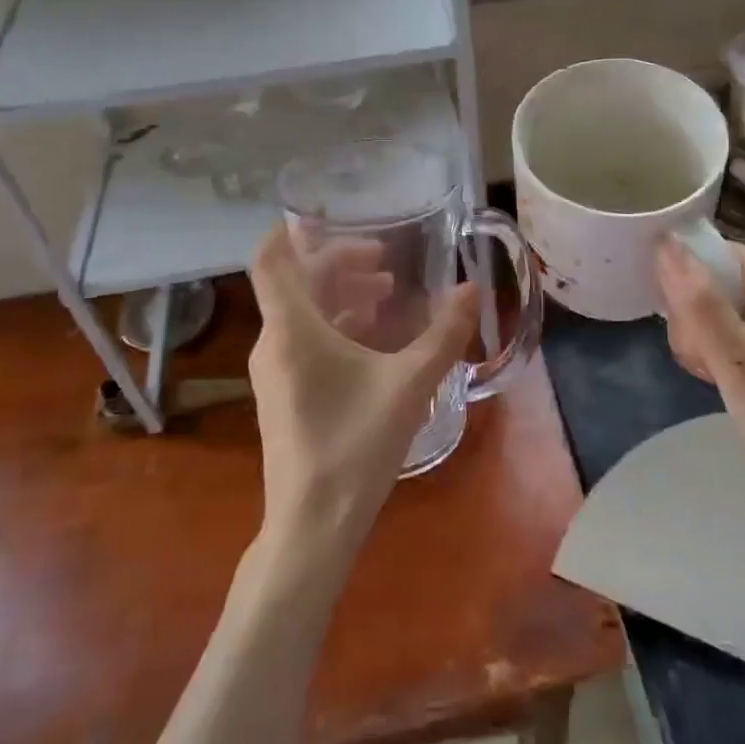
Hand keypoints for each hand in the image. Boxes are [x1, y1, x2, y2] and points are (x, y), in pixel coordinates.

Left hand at [248, 226, 480, 558]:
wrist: (312, 527)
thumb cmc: (355, 446)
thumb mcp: (409, 385)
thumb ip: (444, 334)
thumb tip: (472, 289)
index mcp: (292, 329)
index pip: (271, 261)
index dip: (291, 232)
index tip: (326, 216)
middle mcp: (274, 342)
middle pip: (297, 283)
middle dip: (339, 264)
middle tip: (385, 262)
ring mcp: (274, 371)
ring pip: (302, 312)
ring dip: (341, 295)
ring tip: (387, 295)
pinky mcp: (283, 394)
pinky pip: (304, 339)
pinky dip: (336, 324)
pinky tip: (374, 337)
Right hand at [655, 238, 744, 571]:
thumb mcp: (738, 361)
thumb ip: (698, 302)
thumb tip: (664, 242)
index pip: (715, 254)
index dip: (686, 282)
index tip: (683, 327)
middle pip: (714, 280)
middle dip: (695, 319)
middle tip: (706, 362)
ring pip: (716, 307)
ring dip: (702, 340)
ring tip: (716, 376)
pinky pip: (731, 328)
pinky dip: (718, 352)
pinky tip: (722, 379)